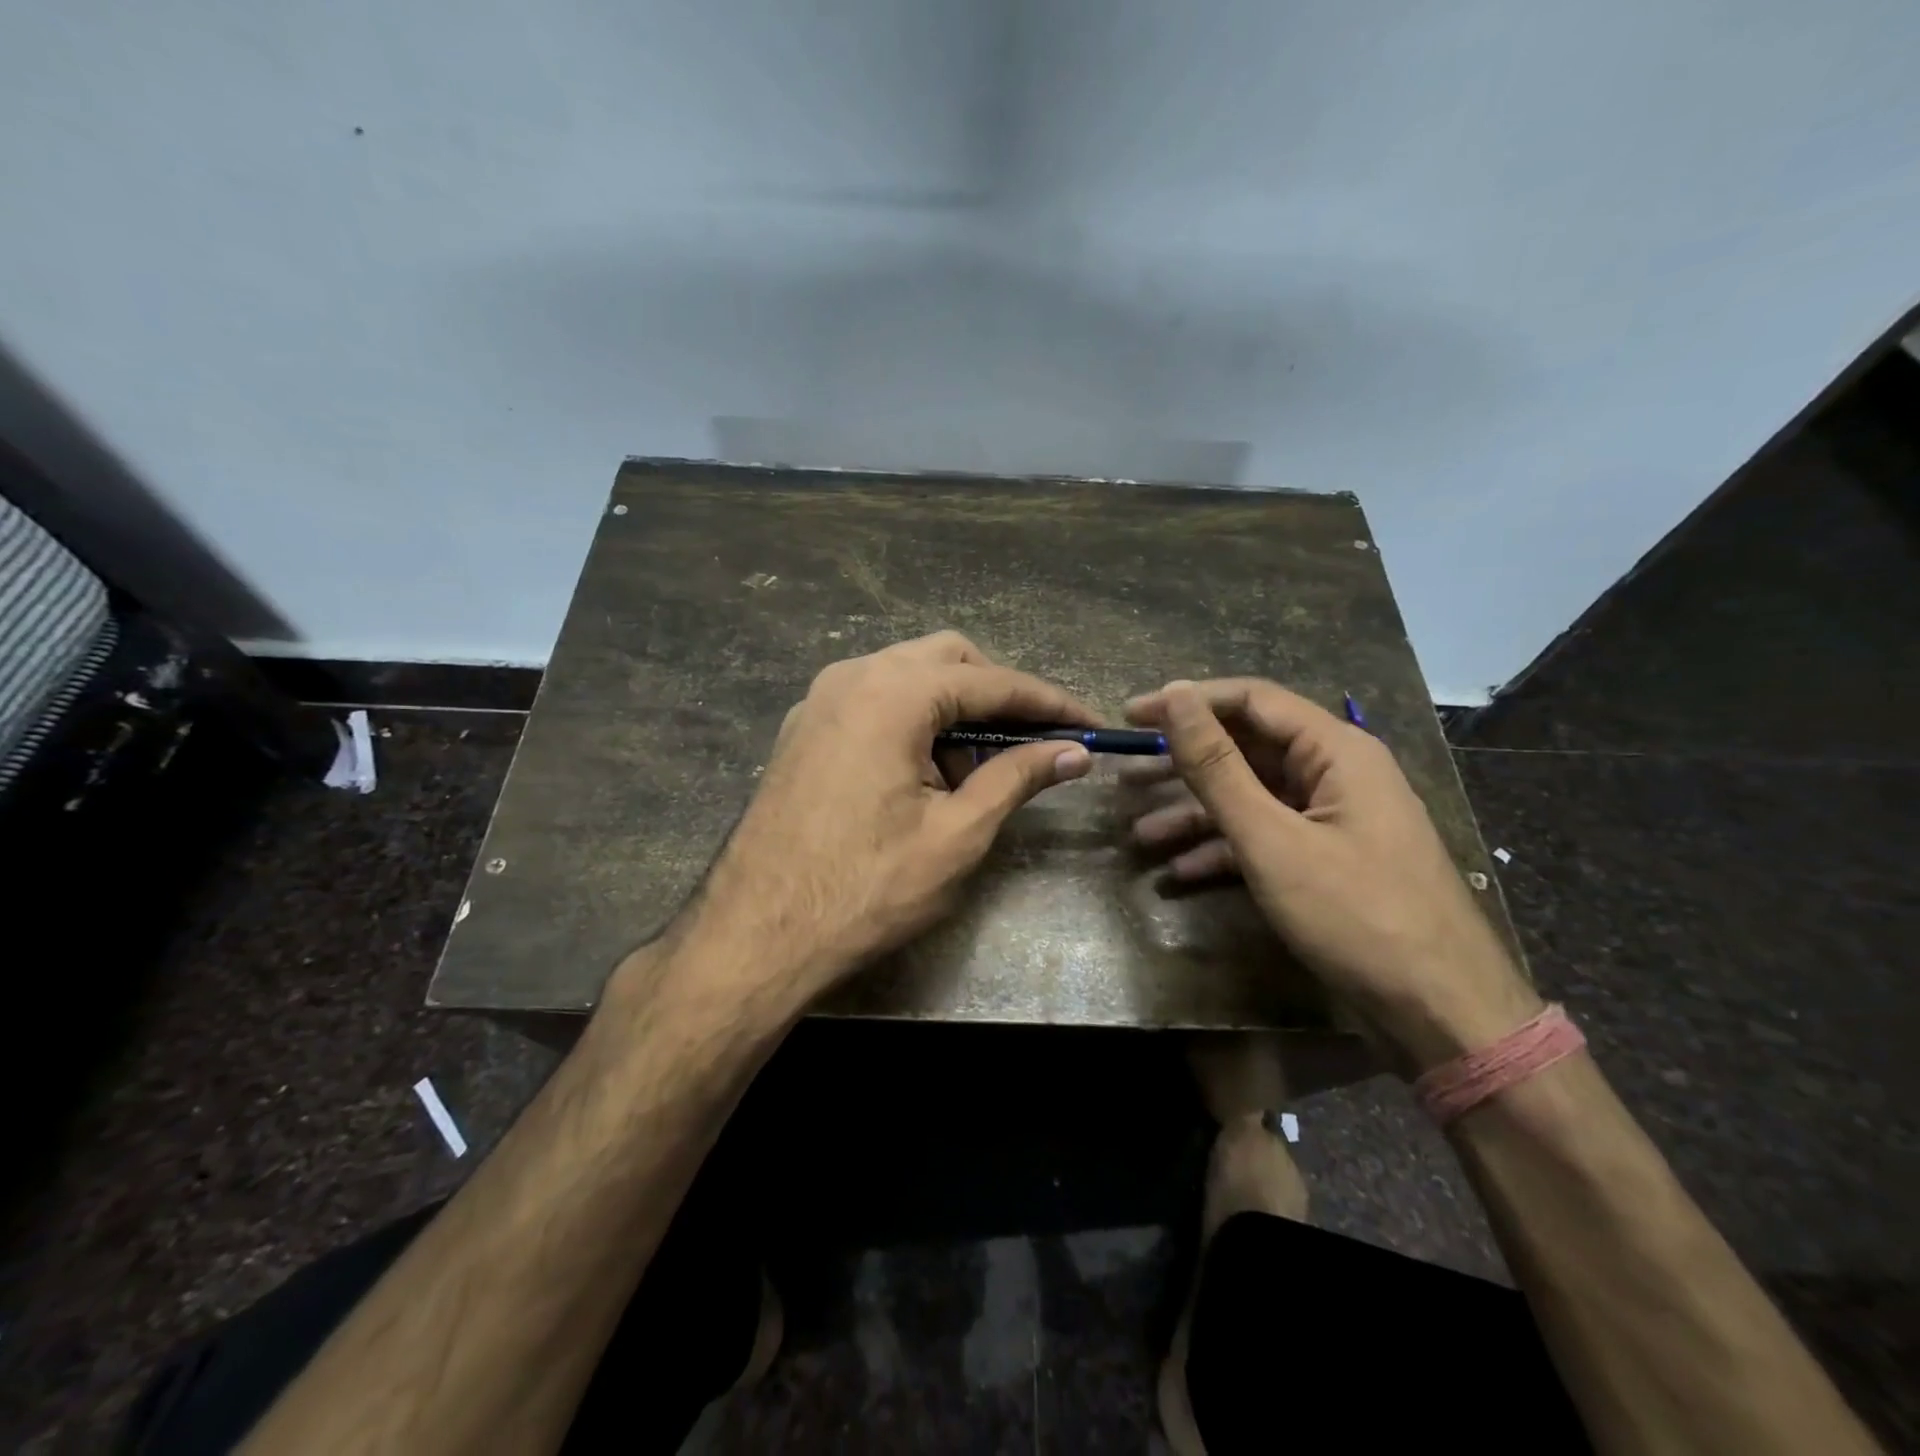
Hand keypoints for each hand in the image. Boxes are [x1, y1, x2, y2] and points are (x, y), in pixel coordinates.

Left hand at [685, 632, 1095, 1001]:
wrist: (755, 935)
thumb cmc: (865, 889)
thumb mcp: (957, 835)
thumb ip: (1017, 778)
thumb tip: (1073, 752)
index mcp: (891, 693)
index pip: (991, 682)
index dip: (1048, 703)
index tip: (1090, 725)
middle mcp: (852, 676)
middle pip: (948, 659)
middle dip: (998, 694)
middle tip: (1035, 741)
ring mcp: (820, 700)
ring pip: (908, 676)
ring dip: (955, 708)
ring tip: (979, 771)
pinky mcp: (805, 728)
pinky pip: (875, 701)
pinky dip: (914, 720)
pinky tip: (928, 773)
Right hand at [1124, 679, 1539, 1069]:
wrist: (1440, 1013)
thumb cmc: (1354, 914)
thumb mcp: (1271, 838)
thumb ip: (1217, 766)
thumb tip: (1176, 694)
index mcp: (1335, 750)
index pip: (1250, 700)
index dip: (1187, 702)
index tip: (1131, 718)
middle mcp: (1336, 773)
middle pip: (1247, 749)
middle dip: (1183, 764)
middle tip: (1126, 775)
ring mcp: (1333, 819)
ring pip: (1251, 798)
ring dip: (1195, 814)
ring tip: (1140, 832)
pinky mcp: (1327, 860)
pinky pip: (1266, 837)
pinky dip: (1224, 849)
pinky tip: (1179, 873)